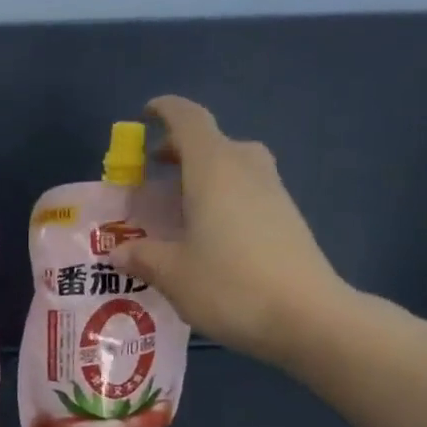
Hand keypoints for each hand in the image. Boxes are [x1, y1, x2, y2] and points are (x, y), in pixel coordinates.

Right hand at [111, 95, 356, 367]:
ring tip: (180, 205)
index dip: (165, 110)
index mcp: (213, 169)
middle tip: (155, 173)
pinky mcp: (288, 218)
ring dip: (204, 174)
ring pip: (234, 165)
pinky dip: (224, 196)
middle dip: (181, 149)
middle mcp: (246, 169)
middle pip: (213, 141)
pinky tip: (210, 233)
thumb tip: (119, 252)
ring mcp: (273, 192)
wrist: (307, 316)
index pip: (189, 120)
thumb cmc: (230, 286)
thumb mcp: (173, 274)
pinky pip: (248, 190)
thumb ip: (143, 256)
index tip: (146, 115)